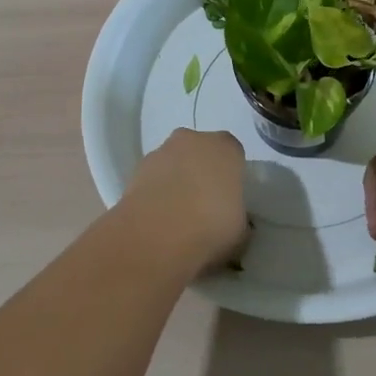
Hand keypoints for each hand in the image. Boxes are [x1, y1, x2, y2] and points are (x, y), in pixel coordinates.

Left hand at [117, 129, 248, 277]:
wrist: (156, 235)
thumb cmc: (211, 226)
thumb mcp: (241, 230)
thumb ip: (238, 216)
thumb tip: (230, 219)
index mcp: (225, 147)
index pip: (233, 154)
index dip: (231, 176)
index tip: (229, 199)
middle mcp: (192, 140)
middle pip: (200, 152)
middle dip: (201, 172)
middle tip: (203, 206)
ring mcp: (160, 152)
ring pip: (173, 164)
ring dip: (175, 182)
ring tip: (176, 218)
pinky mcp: (134, 171)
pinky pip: (152, 179)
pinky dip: (155, 193)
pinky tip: (158, 220)